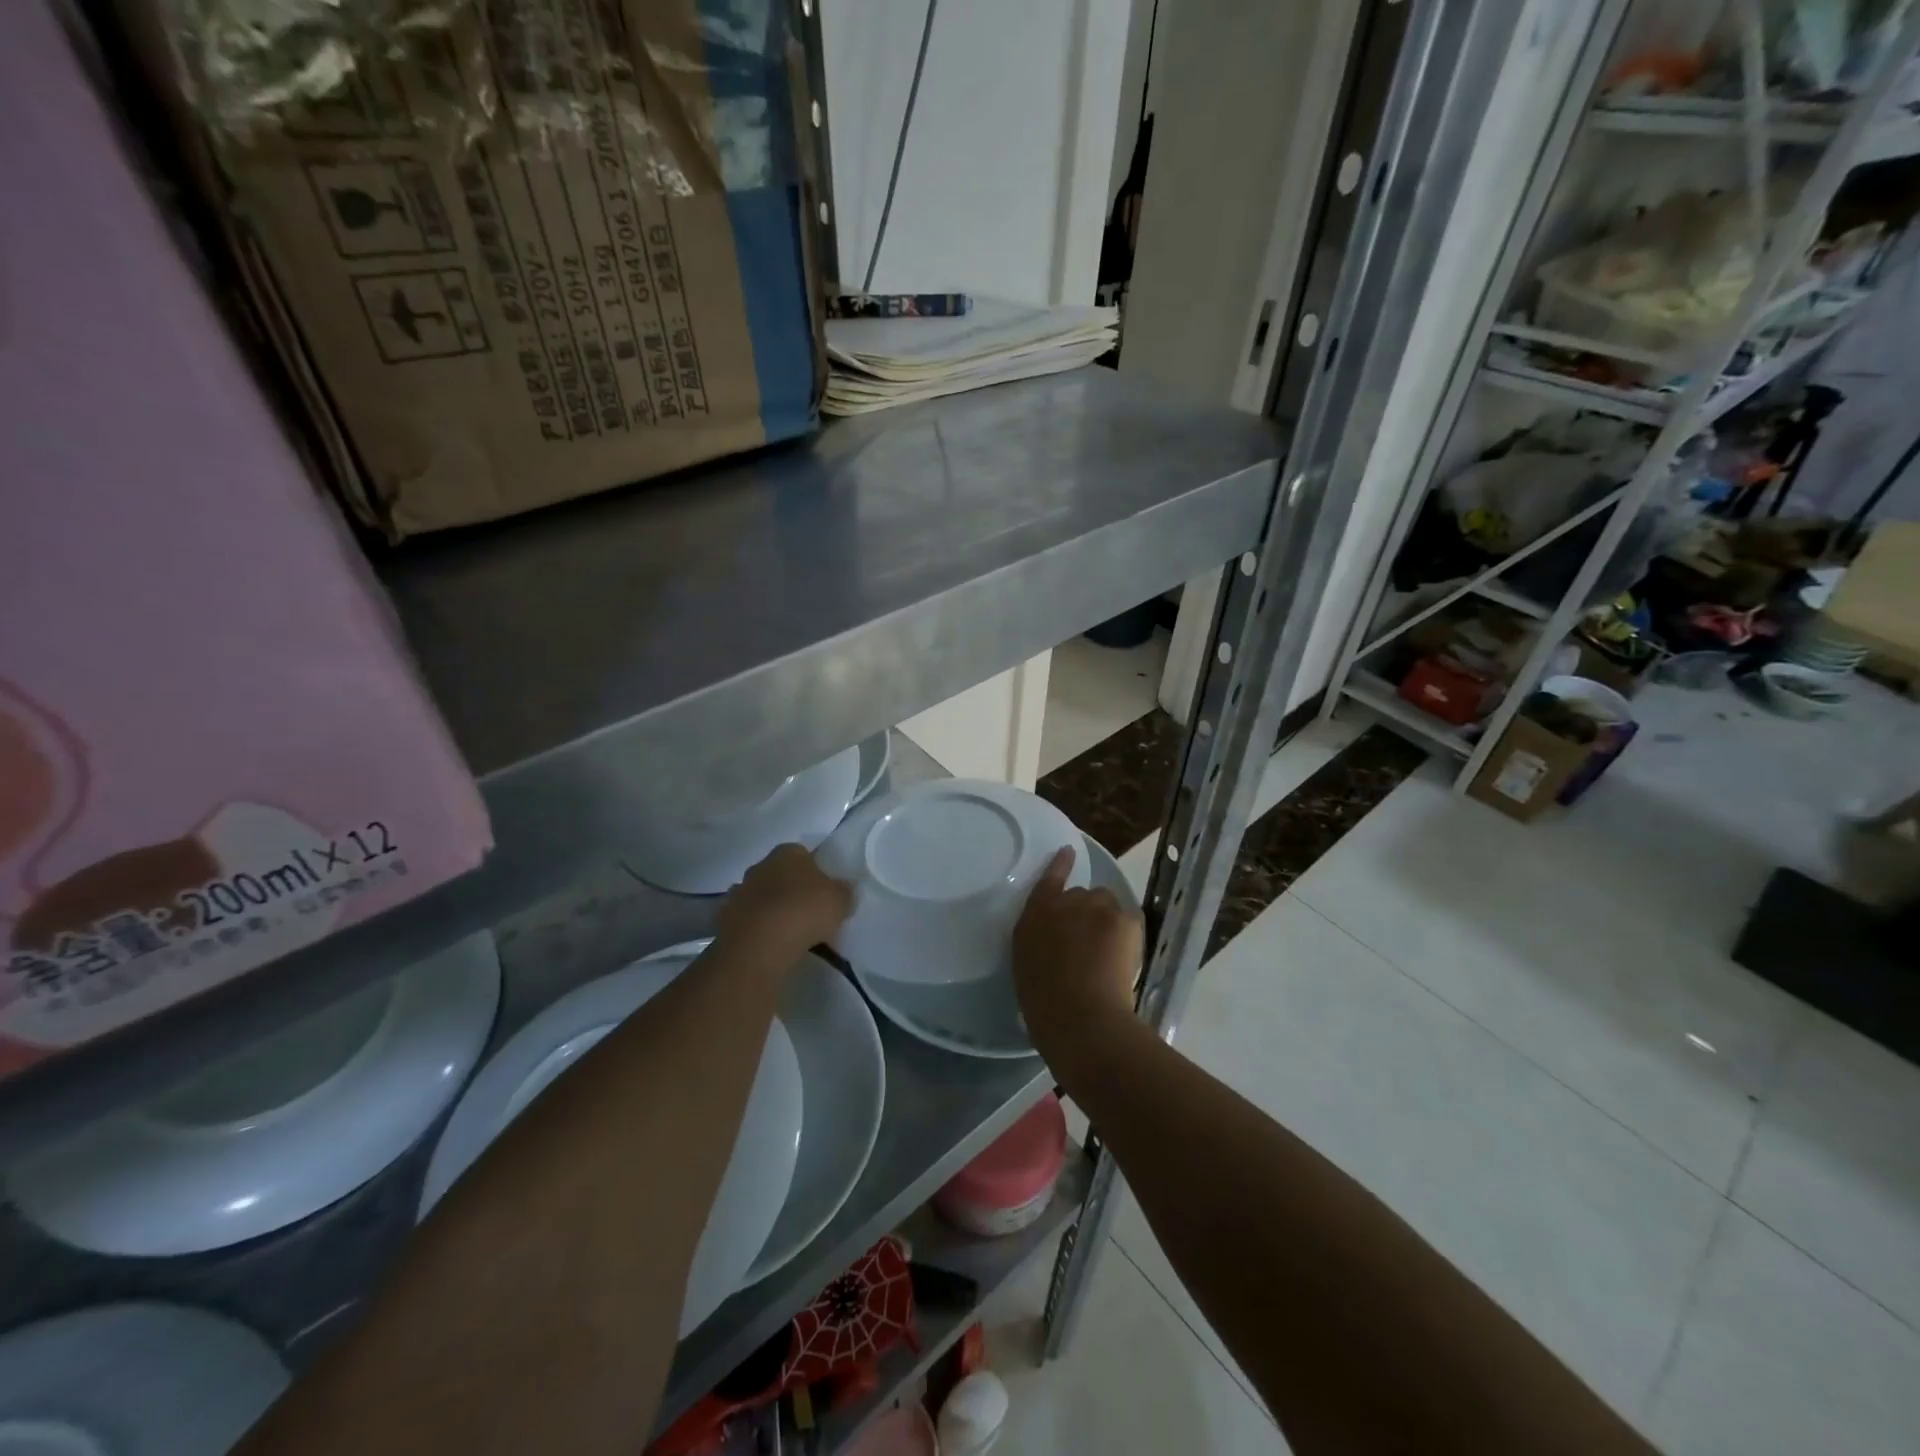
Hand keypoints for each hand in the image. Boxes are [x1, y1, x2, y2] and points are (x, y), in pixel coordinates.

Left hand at [717, 844, 853, 959]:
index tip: (822, 891)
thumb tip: (844, 888)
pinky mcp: (724, 917)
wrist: (759, 944)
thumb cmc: (804, 911)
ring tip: (786, 931)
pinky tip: (767, 943)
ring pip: (759, 895)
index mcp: (788, 852)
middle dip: (789, 888)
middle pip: (778, 873)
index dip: (814, 871)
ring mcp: (739, 891)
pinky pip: (746, 919)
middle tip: (806, 911)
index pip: (802, 854)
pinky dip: (754, 927)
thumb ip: (843, 891)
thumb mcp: (840, 900)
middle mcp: (760, 865)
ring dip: (769, 907)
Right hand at [1011, 846, 1143, 1080]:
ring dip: (1107, 919)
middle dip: (1085, 913)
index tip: (1068, 852)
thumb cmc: (1044, 1002)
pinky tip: (1123, 957)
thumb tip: (1055, 938)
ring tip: (1108, 951)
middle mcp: (1065, 903)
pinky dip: (1126, 934)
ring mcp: (1097, 907)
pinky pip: (1128, 919)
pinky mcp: (1125, 919)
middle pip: (1081, 895)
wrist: (1082, 1017)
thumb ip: (1039, 940)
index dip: (1059, 865)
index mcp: (1035, 916)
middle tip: (1088, 944)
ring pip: (1107, 904)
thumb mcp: (1026, 965)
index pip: (1048, 880)